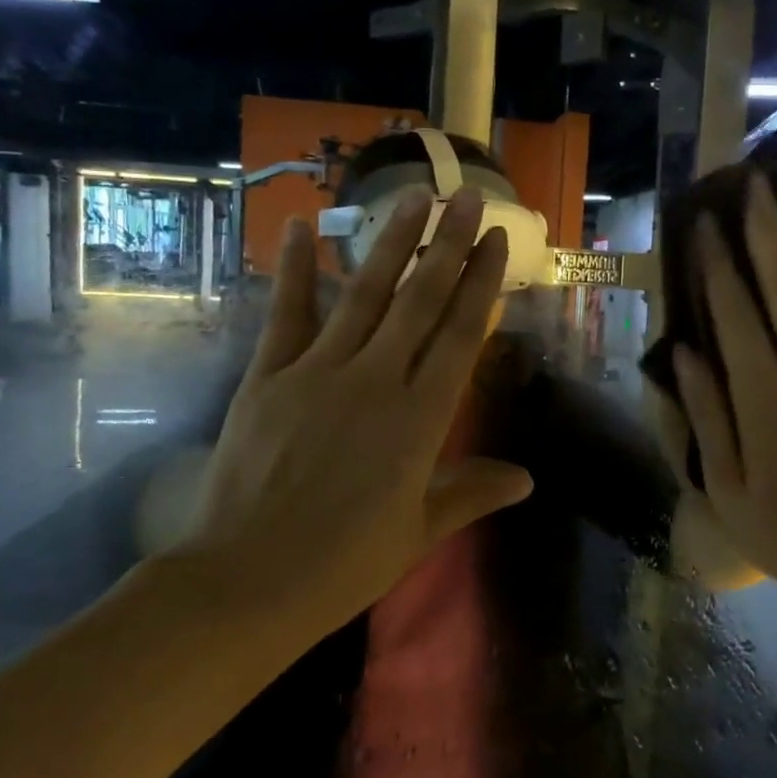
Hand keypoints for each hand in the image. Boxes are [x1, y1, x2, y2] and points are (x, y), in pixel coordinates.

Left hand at [166, 186, 533, 647]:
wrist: (249, 580)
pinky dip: (294, 270)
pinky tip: (302, 228)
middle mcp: (377, 380)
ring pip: (365, 294)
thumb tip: (527, 478)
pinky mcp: (270, 375)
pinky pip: (287, 313)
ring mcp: (320, 372)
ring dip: (392, 243)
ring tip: (414, 197)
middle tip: (467, 197)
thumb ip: (472, 491)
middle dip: (449, 245)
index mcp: (421, 418)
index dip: (482, 283)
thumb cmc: (345, 563)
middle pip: (421, 301)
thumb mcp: (419, 530)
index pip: (461, 334)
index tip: (497, 241)